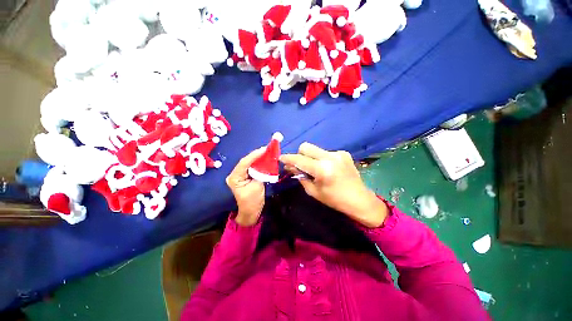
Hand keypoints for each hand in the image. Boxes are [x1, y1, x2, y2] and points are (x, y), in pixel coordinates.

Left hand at [226, 147, 265, 225]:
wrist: (251, 212)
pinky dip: (258, 163)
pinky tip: (264, 158)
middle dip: (257, 155)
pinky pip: (251, 167)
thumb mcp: (258, 186)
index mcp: (234, 178)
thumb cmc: (253, 202)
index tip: (264, 149)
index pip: (244, 163)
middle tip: (267, 149)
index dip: (254, 155)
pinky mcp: (245, 176)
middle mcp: (235, 174)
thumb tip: (266, 163)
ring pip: (249, 163)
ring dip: (258, 157)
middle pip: (246, 161)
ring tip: (267, 151)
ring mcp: (239, 175)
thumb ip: (260, 173)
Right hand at [280, 143, 387, 227]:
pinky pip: (325, 152)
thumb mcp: (313, 191)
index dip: (288, 158)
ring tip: (315, 168)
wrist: (359, 199)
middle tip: (300, 165)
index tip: (280, 158)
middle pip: (306, 146)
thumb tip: (290, 166)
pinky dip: (321, 158)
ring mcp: (338, 153)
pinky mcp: (344, 153)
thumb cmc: (334, 199)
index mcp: (322, 169)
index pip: (299, 159)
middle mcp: (330, 157)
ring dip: (310, 157)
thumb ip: (300, 176)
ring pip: (315, 149)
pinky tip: (327, 168)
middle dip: (299, 154)